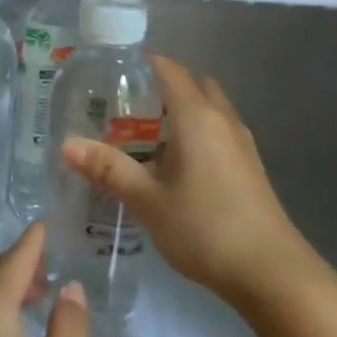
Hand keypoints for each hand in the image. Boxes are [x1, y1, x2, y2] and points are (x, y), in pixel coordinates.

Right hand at [61, 55, 317, 310]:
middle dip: (161, 87)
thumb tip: (66, 144)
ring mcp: (241, 143)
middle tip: (125, 109)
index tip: (111, 75)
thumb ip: (108, 169)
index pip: (169, 69)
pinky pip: (217, 132)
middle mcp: (222, 119)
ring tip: (143, 138)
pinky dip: (194, 134)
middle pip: (192, 84)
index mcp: (197, 116)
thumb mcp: (147, 200)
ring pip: (208, 109)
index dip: (141, 64)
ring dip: (179, 113)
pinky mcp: (249, 166)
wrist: (270, 272)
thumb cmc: (204, 228)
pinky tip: (173, 166)